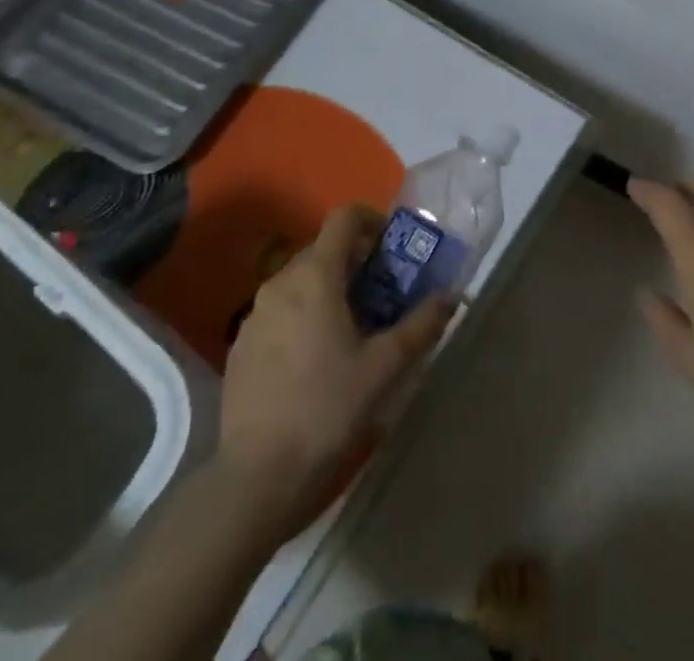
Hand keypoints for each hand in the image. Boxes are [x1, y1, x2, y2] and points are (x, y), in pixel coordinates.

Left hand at [216, 205, 456, 532]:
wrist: (256, 476)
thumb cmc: (327, 409)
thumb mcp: (385, 367)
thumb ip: (422, 324)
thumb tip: (453, 296)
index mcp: (315, 276)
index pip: (344, 217)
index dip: (372, 220)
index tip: (392, 248)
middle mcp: (280, 281)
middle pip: (323, 248)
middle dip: (355, 261)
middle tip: (382, 294)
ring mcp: (255, 313)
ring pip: (299, 280)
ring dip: (329, 289)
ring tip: (352, 329)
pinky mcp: (240, 344)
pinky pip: (279, 310)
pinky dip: (302, 315)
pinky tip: (315, 360)